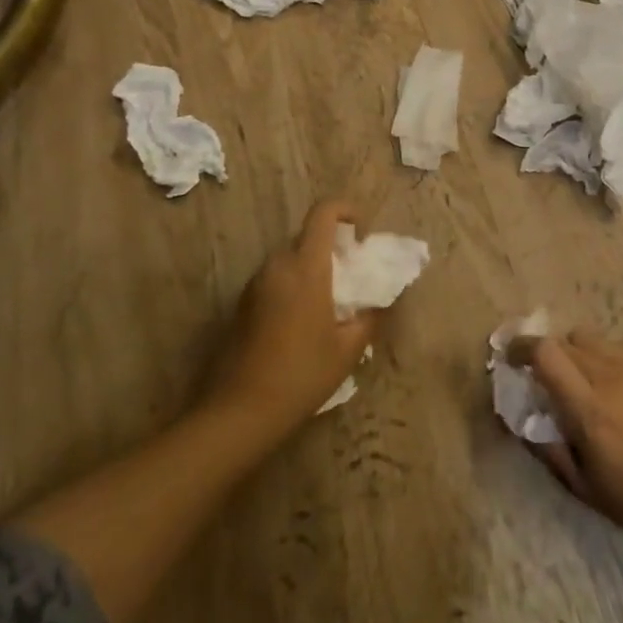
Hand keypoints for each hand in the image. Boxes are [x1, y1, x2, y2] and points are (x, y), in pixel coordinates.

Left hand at [206, 200, 374, 436]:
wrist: (240, 411)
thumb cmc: (302, 375)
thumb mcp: (348, 349)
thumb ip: (370, 316)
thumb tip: (383, 300)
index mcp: (306, 267)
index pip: (324, 213)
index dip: (347, 211)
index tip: (362, 234)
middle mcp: (277, 266)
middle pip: (307, 236)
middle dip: (332, 246)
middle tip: (352, 275)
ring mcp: (255, 284)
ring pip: (289, 258)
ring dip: (311, 266)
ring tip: (330, 302)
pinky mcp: (242, 304)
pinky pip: (274, 279)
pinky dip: (293, 285)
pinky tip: (303, 322)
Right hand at [509, 330, 622, 549]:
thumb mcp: (584, 487)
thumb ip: (547, 447)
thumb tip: (519, 417)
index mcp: (589, 409)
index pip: (545, 353)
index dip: (521, 348)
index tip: (511, 359)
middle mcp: (611, 375)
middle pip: (563, 341)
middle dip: (546, 355)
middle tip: (547, 379)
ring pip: (589, 339)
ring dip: (576, 355)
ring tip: (585, 383)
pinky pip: (617, 347)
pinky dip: (606, 360)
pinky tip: (620, 390)